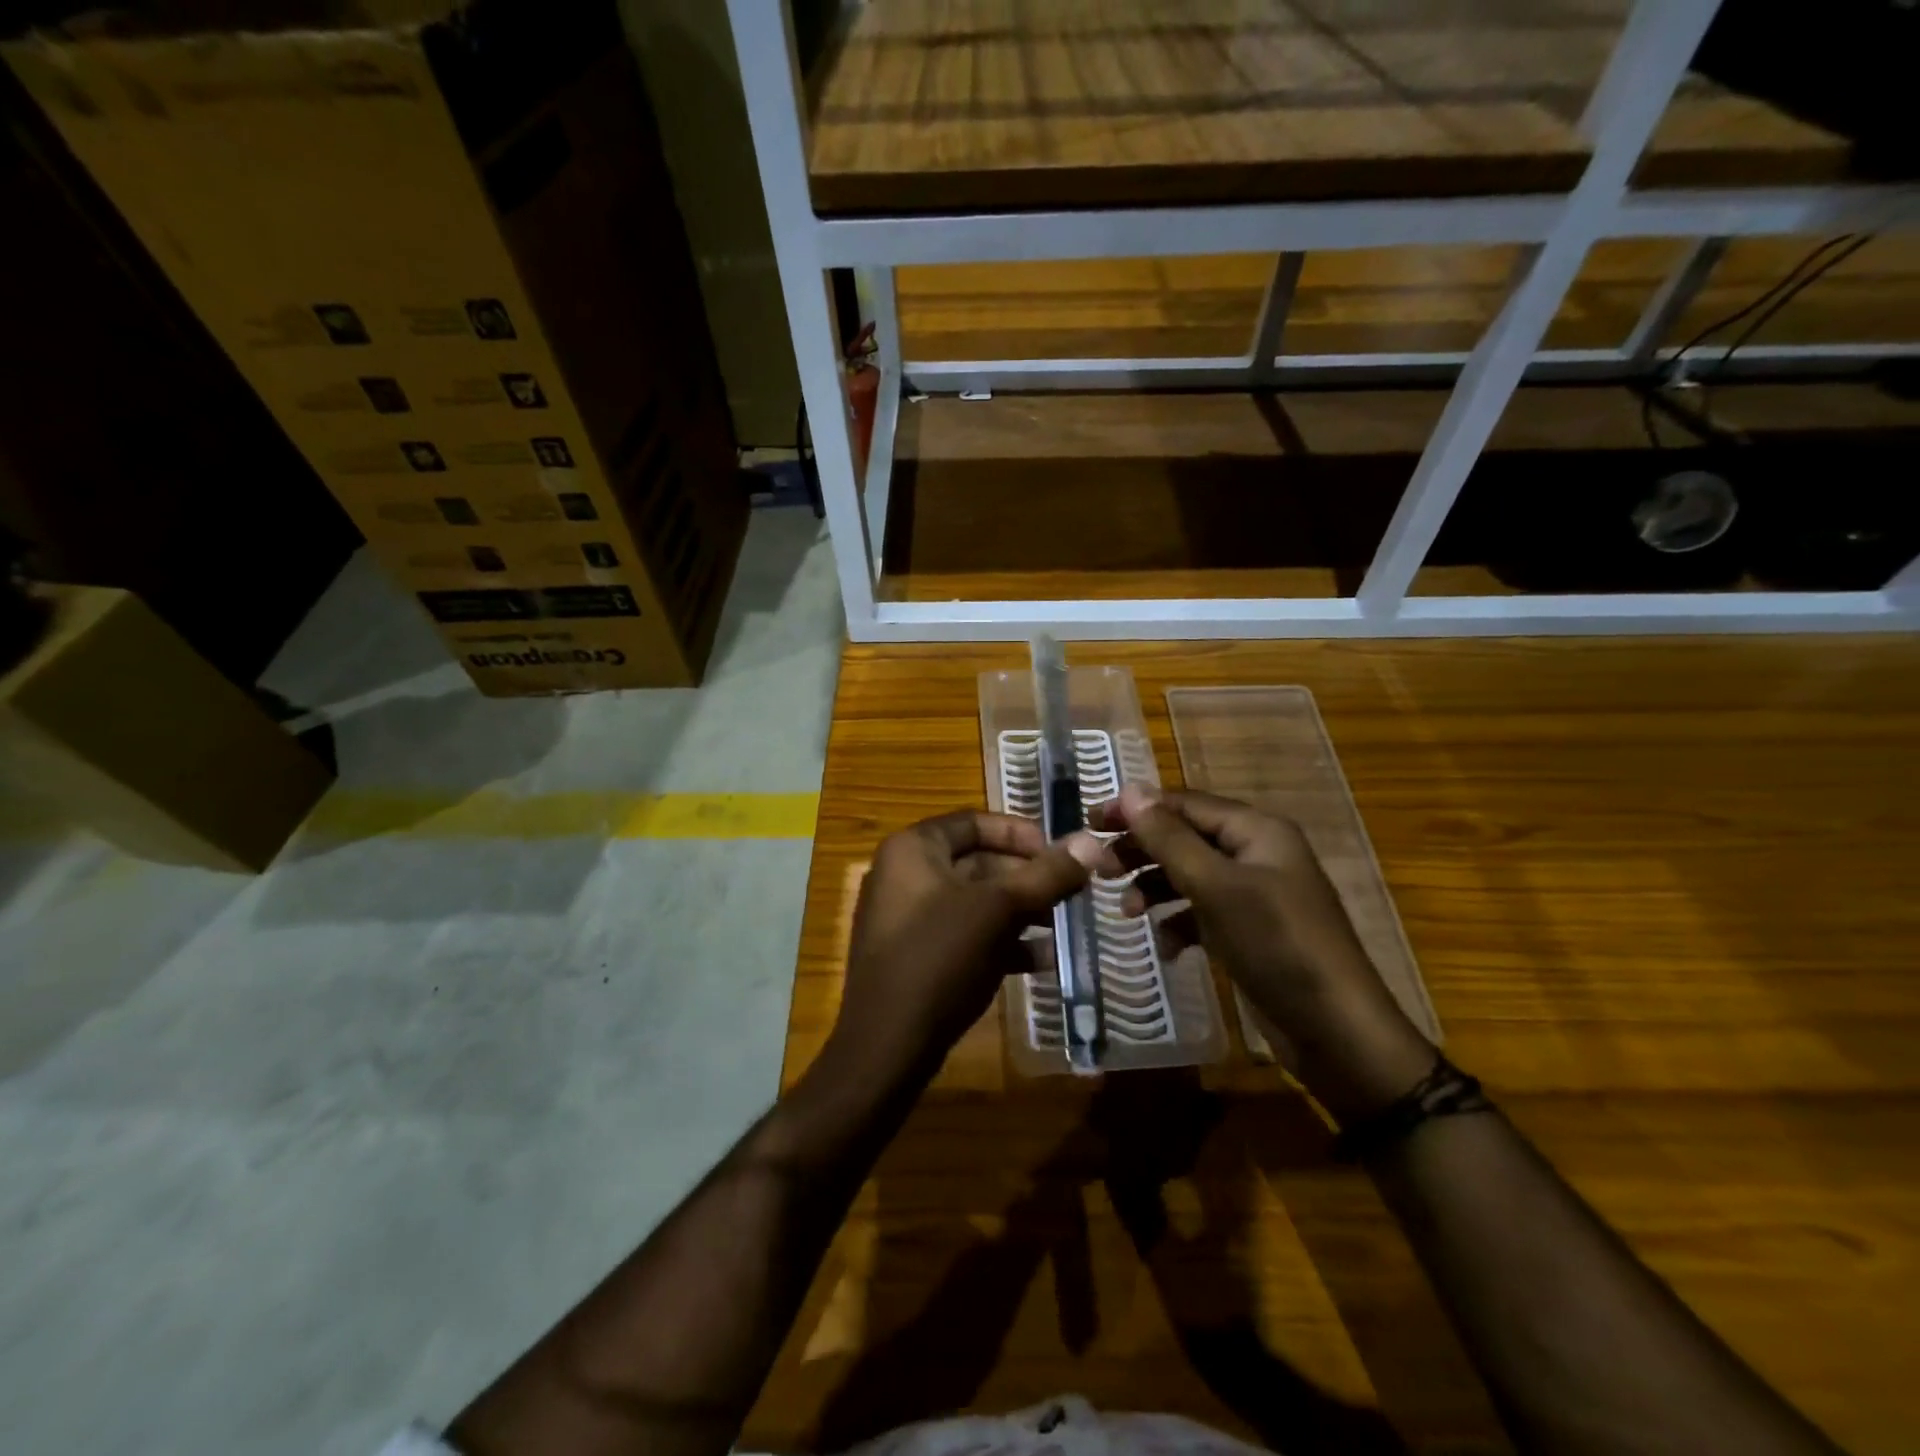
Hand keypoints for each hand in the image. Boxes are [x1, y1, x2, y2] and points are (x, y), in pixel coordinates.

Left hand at [832, 811, 1106, 1081]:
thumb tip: (1091, 843)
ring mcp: (907, 918)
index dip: (1020, 832)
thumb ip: (1046, 874)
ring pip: (975, 901)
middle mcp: (904, 875)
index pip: (974, 822)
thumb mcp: (999, 910)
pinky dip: (1001, 941)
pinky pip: (964, 934)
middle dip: (1027, 877)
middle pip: (977, 861)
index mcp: (912, 849)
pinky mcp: (916, 955)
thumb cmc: (939, 959)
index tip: (1060, 852)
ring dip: (1020, 911)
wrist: (886, 1046)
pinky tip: (1041, 961)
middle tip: (1071, 891)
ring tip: (1063, 924)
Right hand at [1095, 785, 1434, 1121]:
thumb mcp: (1216, 887)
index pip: (1184, 803)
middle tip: (1100, 868)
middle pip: (1185, 837)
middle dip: (1142, 850)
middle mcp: (1256, 853)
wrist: (1336, 1031)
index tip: (1090, 821)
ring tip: (1127, 912)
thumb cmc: (1276, 945)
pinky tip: (1165, 947)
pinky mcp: (1249, 931)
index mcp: (1256, 830)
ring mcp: (1254, 894)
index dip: (1137, 809)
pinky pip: (1202, 913)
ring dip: (1155, 888)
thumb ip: (1170, 838)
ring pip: (1189, 876)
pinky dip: (1178, 924)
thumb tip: (1131, 789)